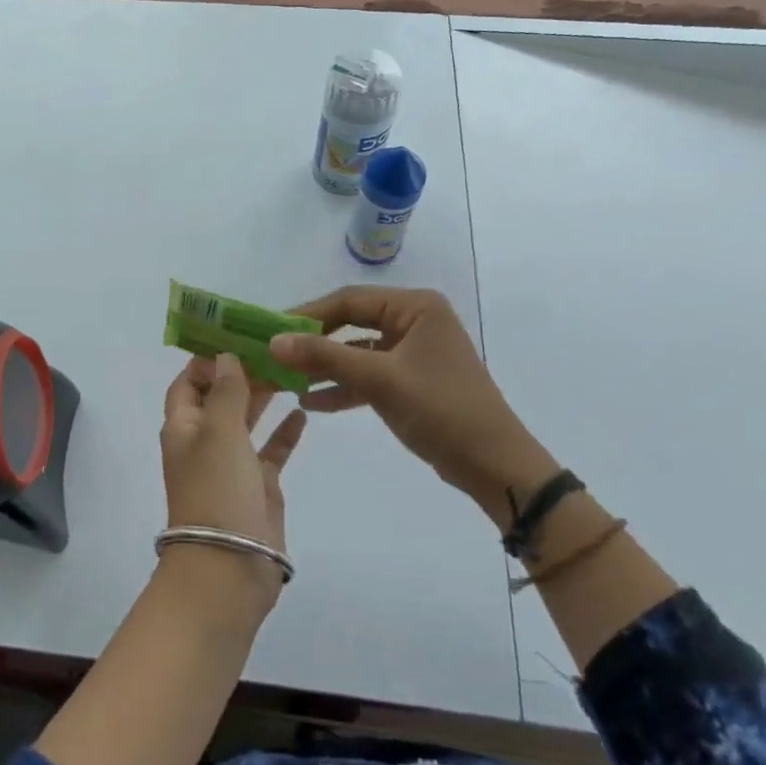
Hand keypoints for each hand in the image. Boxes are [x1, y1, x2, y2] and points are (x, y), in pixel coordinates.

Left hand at [159, 354, 306, 609]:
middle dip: (242, 373)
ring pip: (247, 421)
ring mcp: (232, 464)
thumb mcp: (219, 432)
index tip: (236, 335)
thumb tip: (225, 357)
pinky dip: (284, 432)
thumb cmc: (217, 490)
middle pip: (221, 397)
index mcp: (183, 426)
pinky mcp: (258, 486)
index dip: (207, 359)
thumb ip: (226, 391)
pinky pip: (271, 450)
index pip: (188, 382)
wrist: (229, 566)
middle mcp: (204, 441)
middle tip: (275, 348)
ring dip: (264, 397)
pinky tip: (303, 412)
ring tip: (291, 370)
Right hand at [268, 287, 559, 522]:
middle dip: (313, 343)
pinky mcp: (410, 381)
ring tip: (286, 381)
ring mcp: (412, 352)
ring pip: (356, 352)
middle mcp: (414, 321)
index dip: (307, 314)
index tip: (271, 330)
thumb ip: (325, 357)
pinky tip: (311, 402)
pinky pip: (368, 376)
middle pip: (350, 324)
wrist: (493, 464)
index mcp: (415, 307)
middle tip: (275, 355)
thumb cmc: (440, 409)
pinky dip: (343, 387)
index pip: (349, 300)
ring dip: (324, 368)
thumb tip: (273, 342)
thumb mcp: (379, 379)